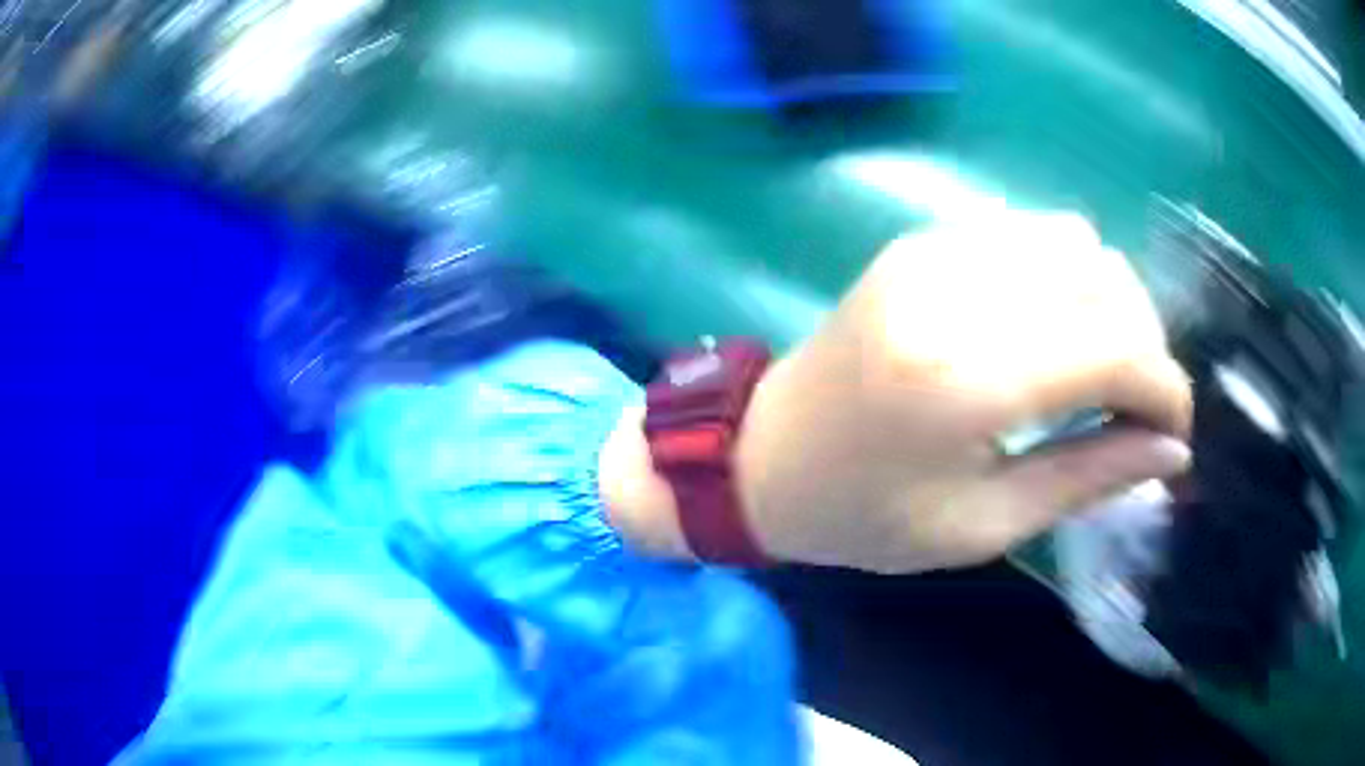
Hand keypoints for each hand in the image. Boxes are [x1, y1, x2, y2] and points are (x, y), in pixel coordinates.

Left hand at [732, 213, 1192, 572]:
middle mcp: (956, 291)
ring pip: (1077, 244)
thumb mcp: (981, 527)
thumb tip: (1173, 451)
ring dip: (1108, 305)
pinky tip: (1049, 333)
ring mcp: (935, 250)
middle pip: (1105, 281)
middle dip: (1144, 345)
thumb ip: (1087, 477)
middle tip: (1135, 410)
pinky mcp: (923, 241)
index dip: (1165, 388)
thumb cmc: (863, 515)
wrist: (762, 454)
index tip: (1175, 431)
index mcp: (965, 379)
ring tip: (1097, 372)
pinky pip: (1030, 235)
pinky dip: (1065, 279)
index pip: (1114, 349)